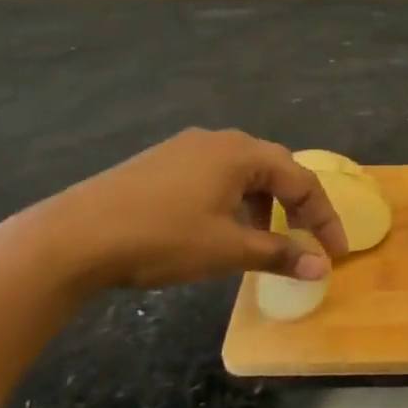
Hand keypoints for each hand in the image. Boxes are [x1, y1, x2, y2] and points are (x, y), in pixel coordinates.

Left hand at [16, 128, 348, 292]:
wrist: (72, 238)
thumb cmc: (161, 238)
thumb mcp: (227, 249)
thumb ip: (280, 254)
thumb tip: (322, 267)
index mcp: (240, 153)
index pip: (301, 180)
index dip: (324, 218)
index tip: (335, 253)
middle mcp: (217, 140)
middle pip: (275, 168)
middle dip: (297, 206)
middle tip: (307, 240)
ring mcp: (185, 148)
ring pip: (243, 172)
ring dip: (264, 204)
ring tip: (263, 239)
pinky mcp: (160, 163)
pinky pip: (215, 176)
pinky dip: (234, 201)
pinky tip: (220, 229)